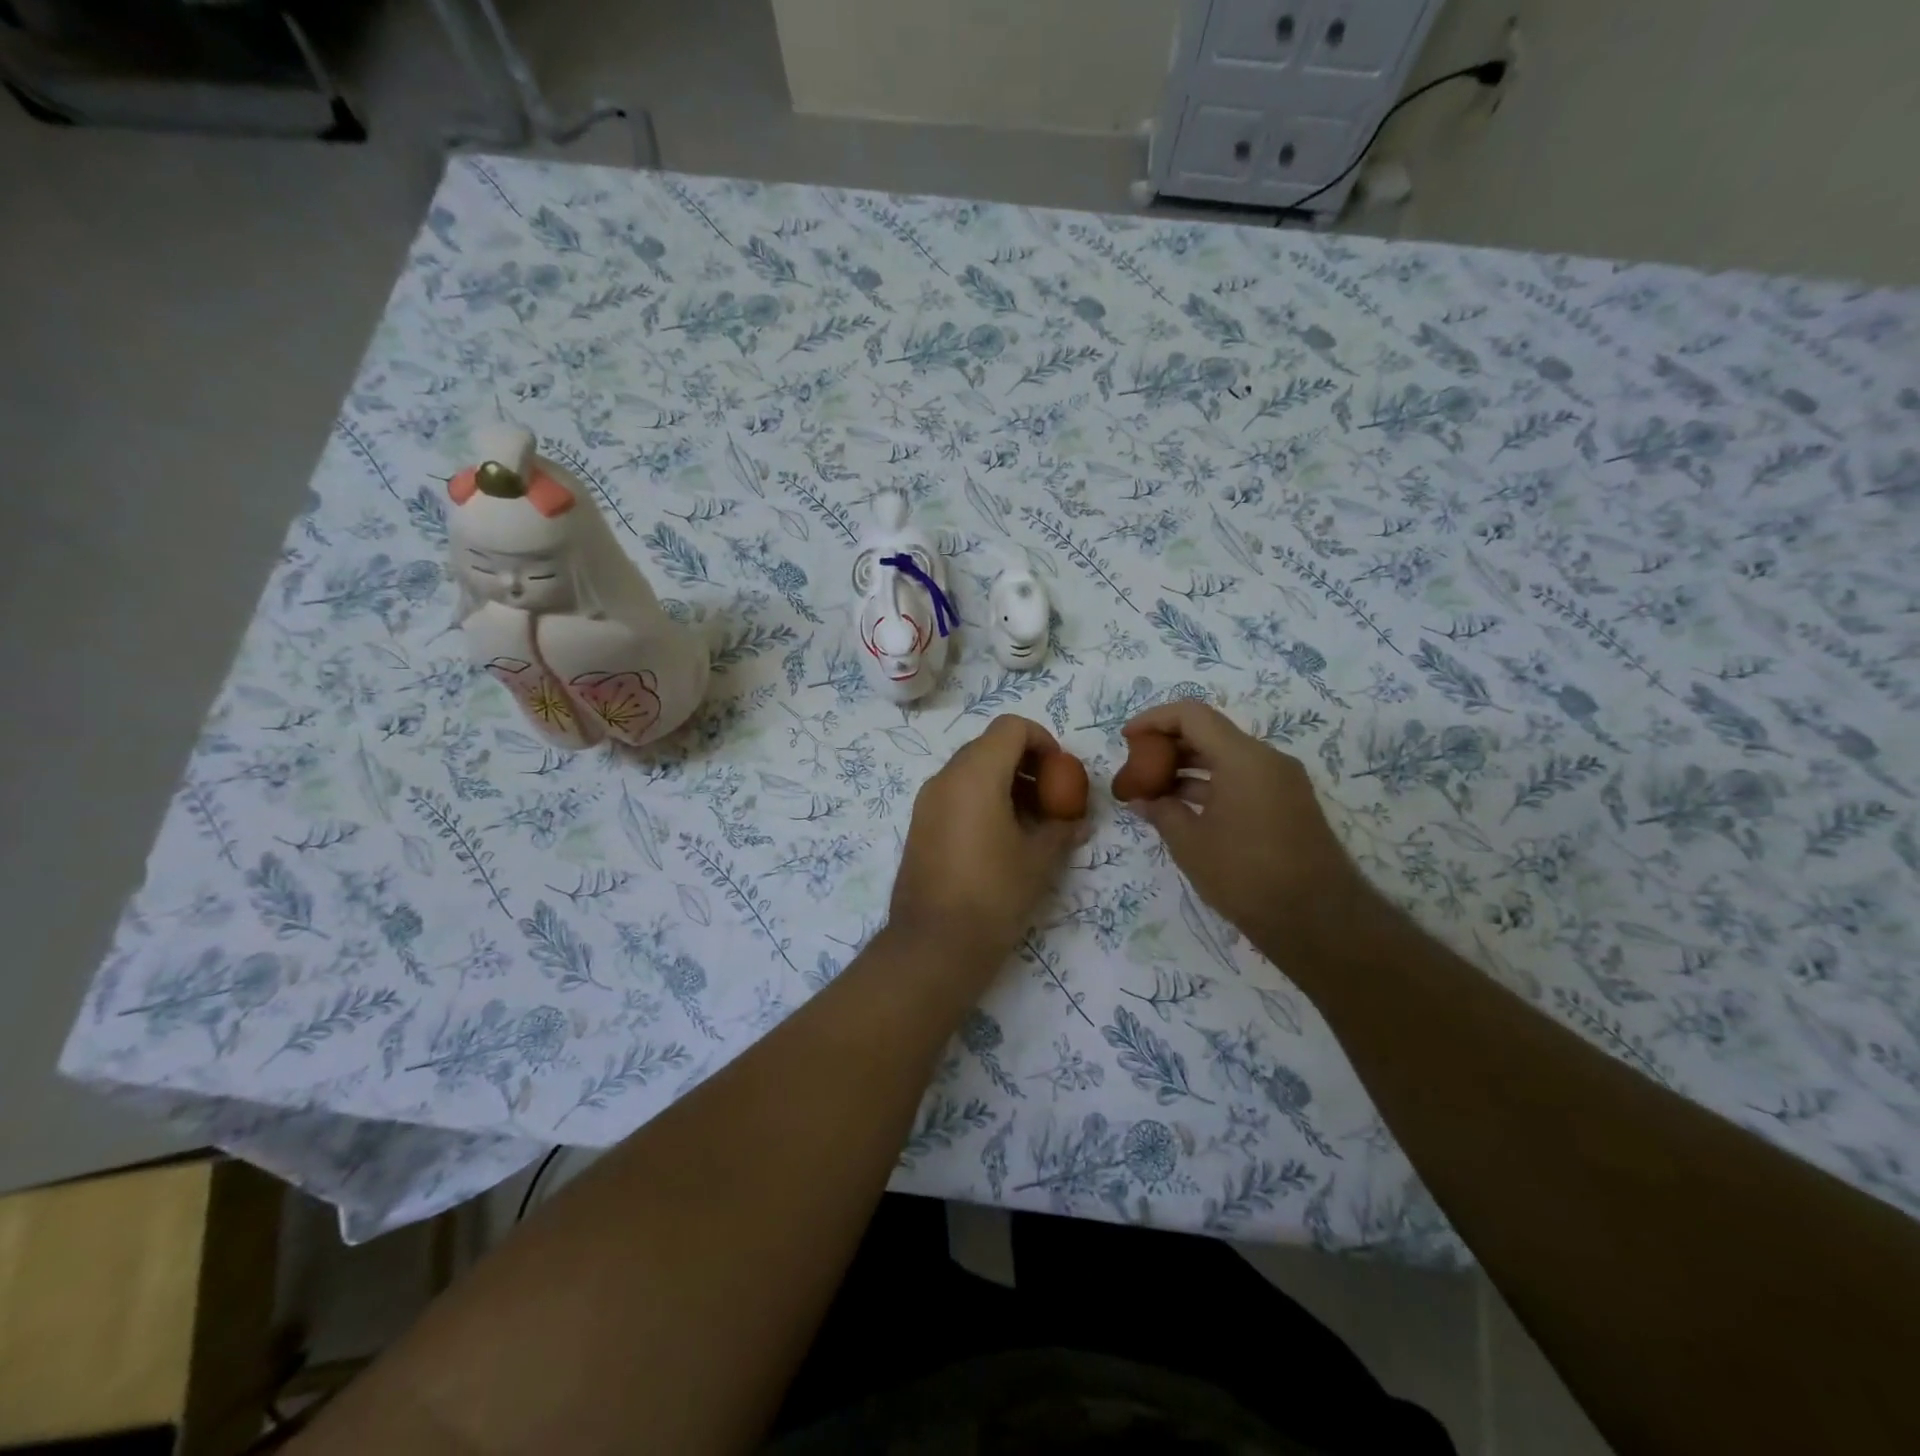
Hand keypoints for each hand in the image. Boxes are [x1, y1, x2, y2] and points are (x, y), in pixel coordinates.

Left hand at [889, 715, 1085, 969]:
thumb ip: (1062, 828)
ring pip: (971, 770)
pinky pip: (955, 794)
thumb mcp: (1040, 859)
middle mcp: (945, 778)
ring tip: (1031, 822)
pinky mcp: (920, 824)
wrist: (934, 944)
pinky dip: (982, 799)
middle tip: (1051, 798)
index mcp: (975, 775)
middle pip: (990, 746)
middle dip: (1026, 763)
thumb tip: (1076, 819)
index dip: (1042, 740)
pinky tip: (1002, 837)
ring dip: (1005, 782)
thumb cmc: (994, 894)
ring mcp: (927, 801)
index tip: (1061, 772)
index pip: (1010, 727)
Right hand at [1122, 701, 1376, 956]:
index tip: (1127, 739)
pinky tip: (1184, 808)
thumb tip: (1142, 799)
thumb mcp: (1191, 843)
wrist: (1317, 920)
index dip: (1154, 720)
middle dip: (1168, 746)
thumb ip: (1162, 812)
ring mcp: (1282, 782)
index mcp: (1243, 758)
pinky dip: (1211, 785)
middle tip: (1137, 768)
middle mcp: (1267, 759)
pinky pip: (1242, 779)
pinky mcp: (1288, 803)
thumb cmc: (1245, 875)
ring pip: (1226, 757)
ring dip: (1188, 768)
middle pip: (1210, 733)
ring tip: (1153, 791)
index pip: (1192, 715)